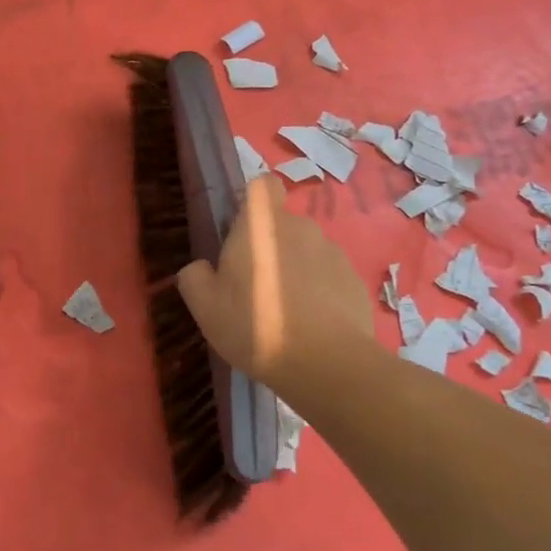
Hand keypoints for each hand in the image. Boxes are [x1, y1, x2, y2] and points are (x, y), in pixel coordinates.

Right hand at [175, 175, 373, 391]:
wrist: (326, 364)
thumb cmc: (255, 323)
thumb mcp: (204, 306)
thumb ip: (194, 277)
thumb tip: (200, 268)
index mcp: (261, 223)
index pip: (262, 186)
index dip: (253, 204)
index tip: (242, 233)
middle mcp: (300, 227)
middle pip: (282, 225)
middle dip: (270, 247)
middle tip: (255, 287)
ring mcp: (333, 253)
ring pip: (307, 252)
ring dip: (296, 272)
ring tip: (286, 314)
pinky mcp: (355, 281)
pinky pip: (330, 279)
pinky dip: (321, 295)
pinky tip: (312, 328)